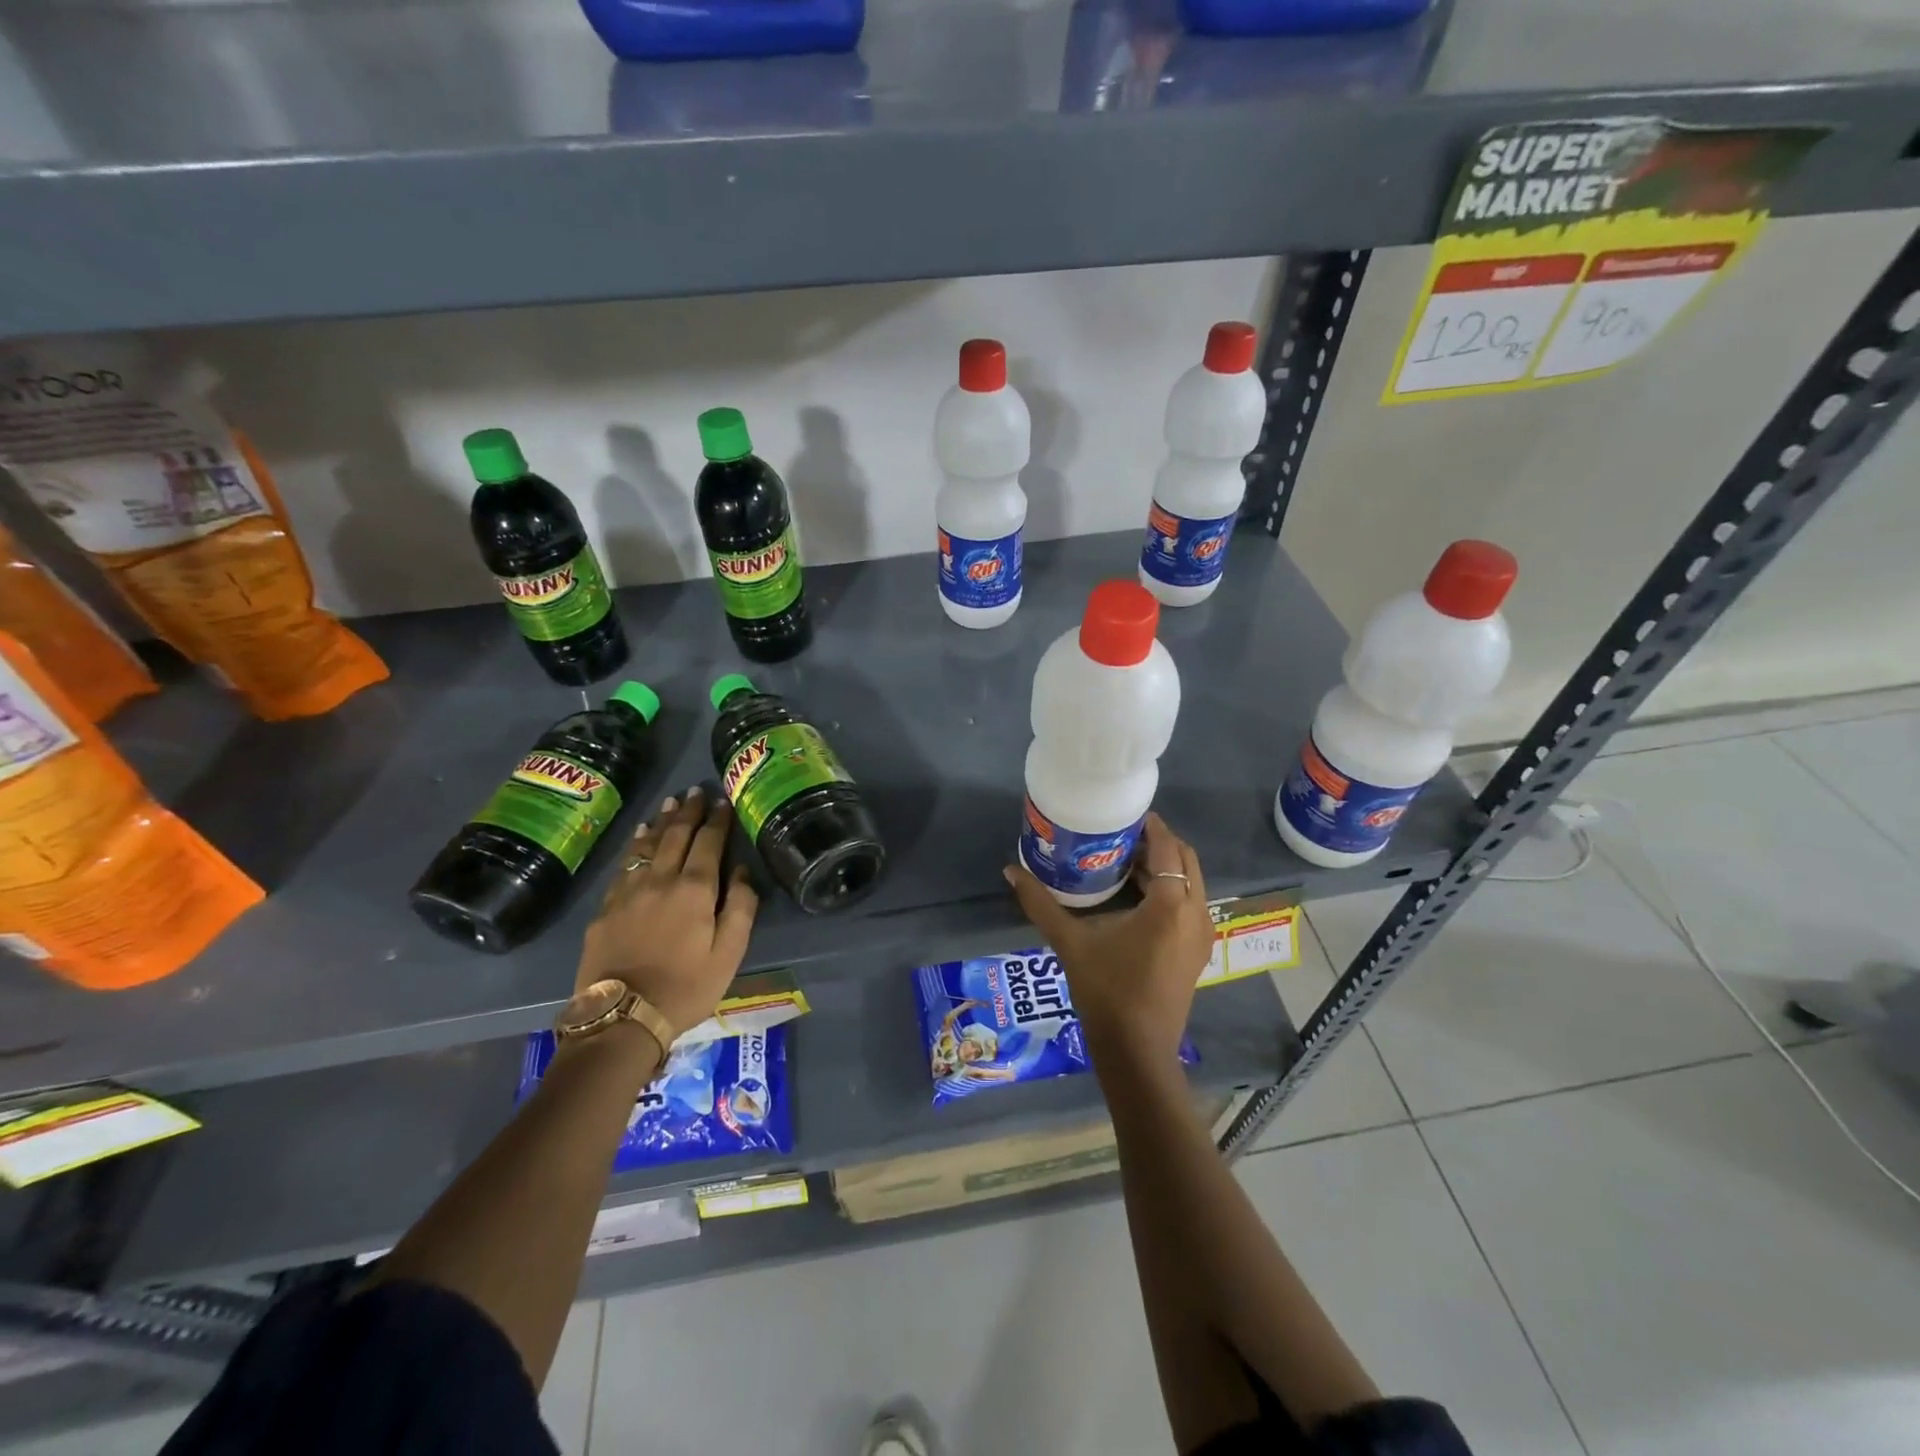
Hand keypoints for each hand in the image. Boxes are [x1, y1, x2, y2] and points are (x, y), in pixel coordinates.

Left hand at [576, 786, 759, 1040]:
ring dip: (662, 822)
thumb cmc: (686, 987)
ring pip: (648, 846)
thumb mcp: (729, 953)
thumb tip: (741, 870)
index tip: (723, 800)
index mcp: (695, 889)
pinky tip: (640, 836)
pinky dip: (635, 845)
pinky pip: (624, 865)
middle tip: (696, 791)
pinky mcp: (606, 908)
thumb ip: (740, 907)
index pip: (709, 843)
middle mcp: (661, 880)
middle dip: (689, 812)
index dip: (717, 820)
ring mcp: (629, 892)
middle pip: (677, 837)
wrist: (622, 1017)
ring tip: (671, 804)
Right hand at [1004, 813, 1213, 1064]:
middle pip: (1185, 860)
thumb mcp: (1070, 942)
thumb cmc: (1106, 991)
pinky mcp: (1198, 951)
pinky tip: (1137, 896)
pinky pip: (1190, 904)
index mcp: (1170, 904)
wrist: (1137, 1051)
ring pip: (1191, 883)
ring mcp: (1201, 934)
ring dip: (1165, 866)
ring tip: (1125, 860)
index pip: (1168, 848)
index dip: (1151, 827)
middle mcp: (1195, 913)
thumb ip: (1040, 903)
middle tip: (1122, 835)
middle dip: (1158, 843)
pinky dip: (1171, 889)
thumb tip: (1010, 871)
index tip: (1125, 814)